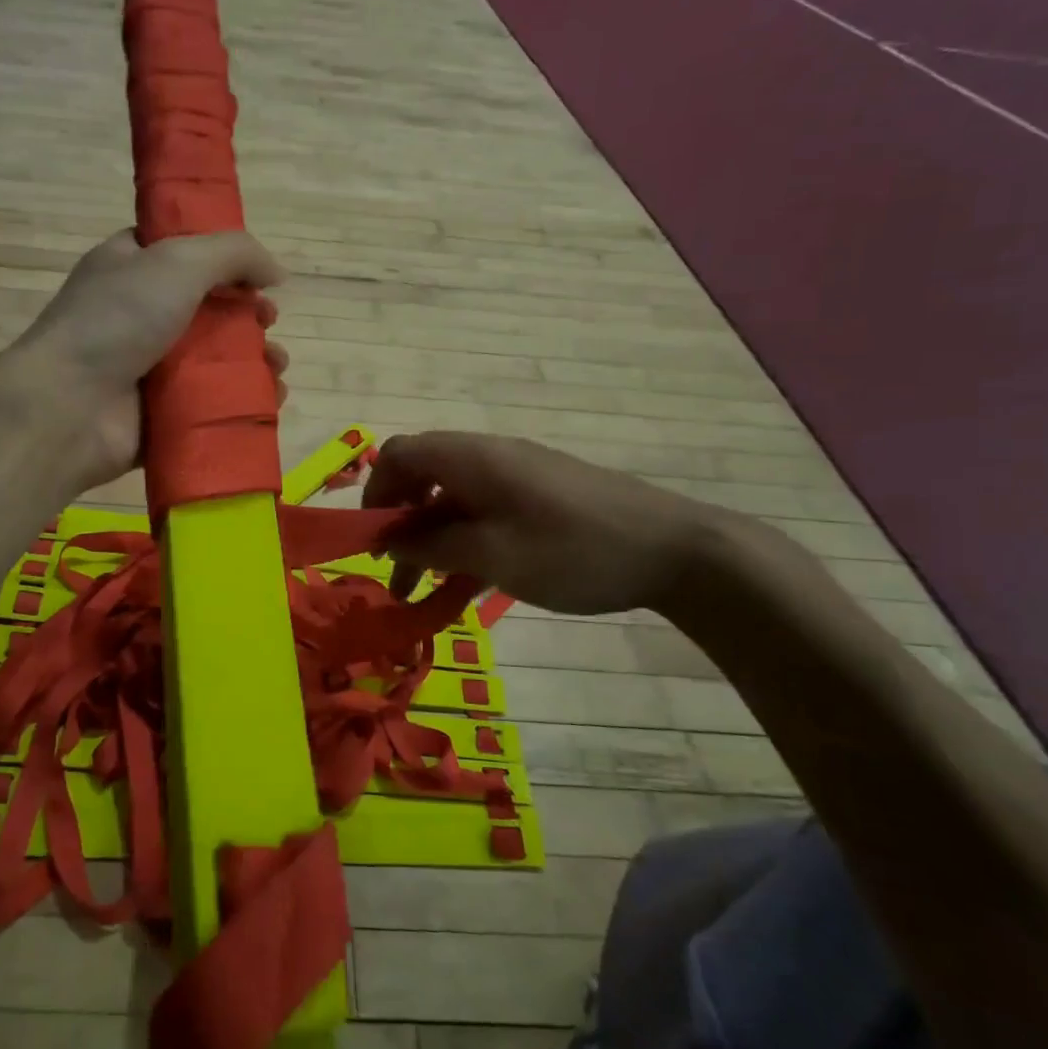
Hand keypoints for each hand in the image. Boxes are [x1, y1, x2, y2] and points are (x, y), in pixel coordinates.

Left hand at [11, 229, 289, 488]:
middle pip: (208, 310)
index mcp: (130, 269)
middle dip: (248, 316)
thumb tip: (277, 273)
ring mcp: (149, 369)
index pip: (182, 255)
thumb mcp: (178, 261)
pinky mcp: (161, 415)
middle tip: (268, 323)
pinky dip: (243, 401)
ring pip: (216, 360)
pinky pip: (211, 404)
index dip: (225, 262)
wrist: (71, 405)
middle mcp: (138, 316)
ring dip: (255, 361)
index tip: (257, 276)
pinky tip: (270, 399)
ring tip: (277, 368)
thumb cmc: (119, 320)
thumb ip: (234, 254)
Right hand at [362, 432, 726, 615]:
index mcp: (471, 458)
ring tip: (423, 594)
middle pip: (423, 478)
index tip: (373, 541)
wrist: (675, 549)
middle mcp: (489, 458)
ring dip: (432, 542)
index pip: (400, 455)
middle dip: (401, 525)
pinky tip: (468, 587)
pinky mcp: (540, 498)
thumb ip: (433, 547)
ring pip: (454, 502)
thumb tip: (390, 542)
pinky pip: (485, 513)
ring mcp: (517, 477)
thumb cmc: (573, 549)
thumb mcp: (493, 555)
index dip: (376, 493)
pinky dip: (465, 544)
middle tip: (395, 574)